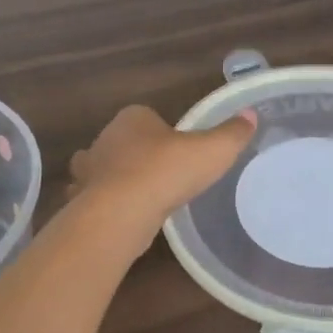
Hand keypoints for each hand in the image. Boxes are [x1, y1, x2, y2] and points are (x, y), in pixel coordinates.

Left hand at [70, 105, 256, 239]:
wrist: (121, 212)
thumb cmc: (167, 171)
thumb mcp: (212, 151)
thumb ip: (232, 134)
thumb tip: (251, 114)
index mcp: (133, 118)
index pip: (146, 117)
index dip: (161, 131)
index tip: (178, 150)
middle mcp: (105, 137)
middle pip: (122, 141)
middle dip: (135, 153)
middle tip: (161, 173)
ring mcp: (89, 170)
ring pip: (101, 168)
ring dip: (114, 178)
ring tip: (139, 196)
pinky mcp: (81, 199)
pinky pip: (93, 198)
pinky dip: (104, 204)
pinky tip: (121, 217)